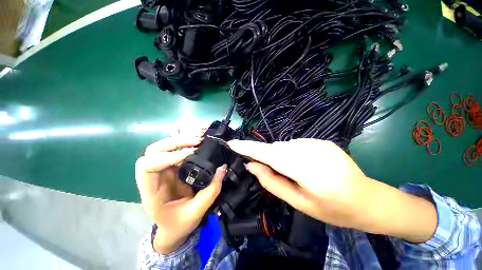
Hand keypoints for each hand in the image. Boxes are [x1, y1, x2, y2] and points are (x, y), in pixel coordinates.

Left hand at [135, 135, 226, 253]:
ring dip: (181, 140)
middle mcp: (154, 177)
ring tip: (199, 138)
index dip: (166, 157)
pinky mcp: (173, 168)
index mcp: (151, 193)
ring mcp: (163, 170)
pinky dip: (186, 143)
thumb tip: (223, 167)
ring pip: (163, 147)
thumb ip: (211, 190)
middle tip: (197, 141)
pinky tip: (198, 141)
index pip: (146, 167)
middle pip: (153, 151)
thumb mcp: (197, 211)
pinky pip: (176, 150)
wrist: (173, 229)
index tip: (189, 155)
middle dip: (175, 143)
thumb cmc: (179, 224)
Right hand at [228, 139, 366, 226]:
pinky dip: (292, 153)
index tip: (232, 144)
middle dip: (266, 157)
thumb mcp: (298, 202)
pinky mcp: (322, 140)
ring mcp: (317, 142)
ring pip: (285, 146)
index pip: (268, 154)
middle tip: (271, 172)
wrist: (368, 199)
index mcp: (306, 169)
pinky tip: (305, 166)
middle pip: (275, 148)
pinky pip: (296, 145)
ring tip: (294, 172)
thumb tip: (252, 166)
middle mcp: (310, 150)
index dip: (248, 148)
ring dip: (281, 157)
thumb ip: (272, 182)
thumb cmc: (333, 209)